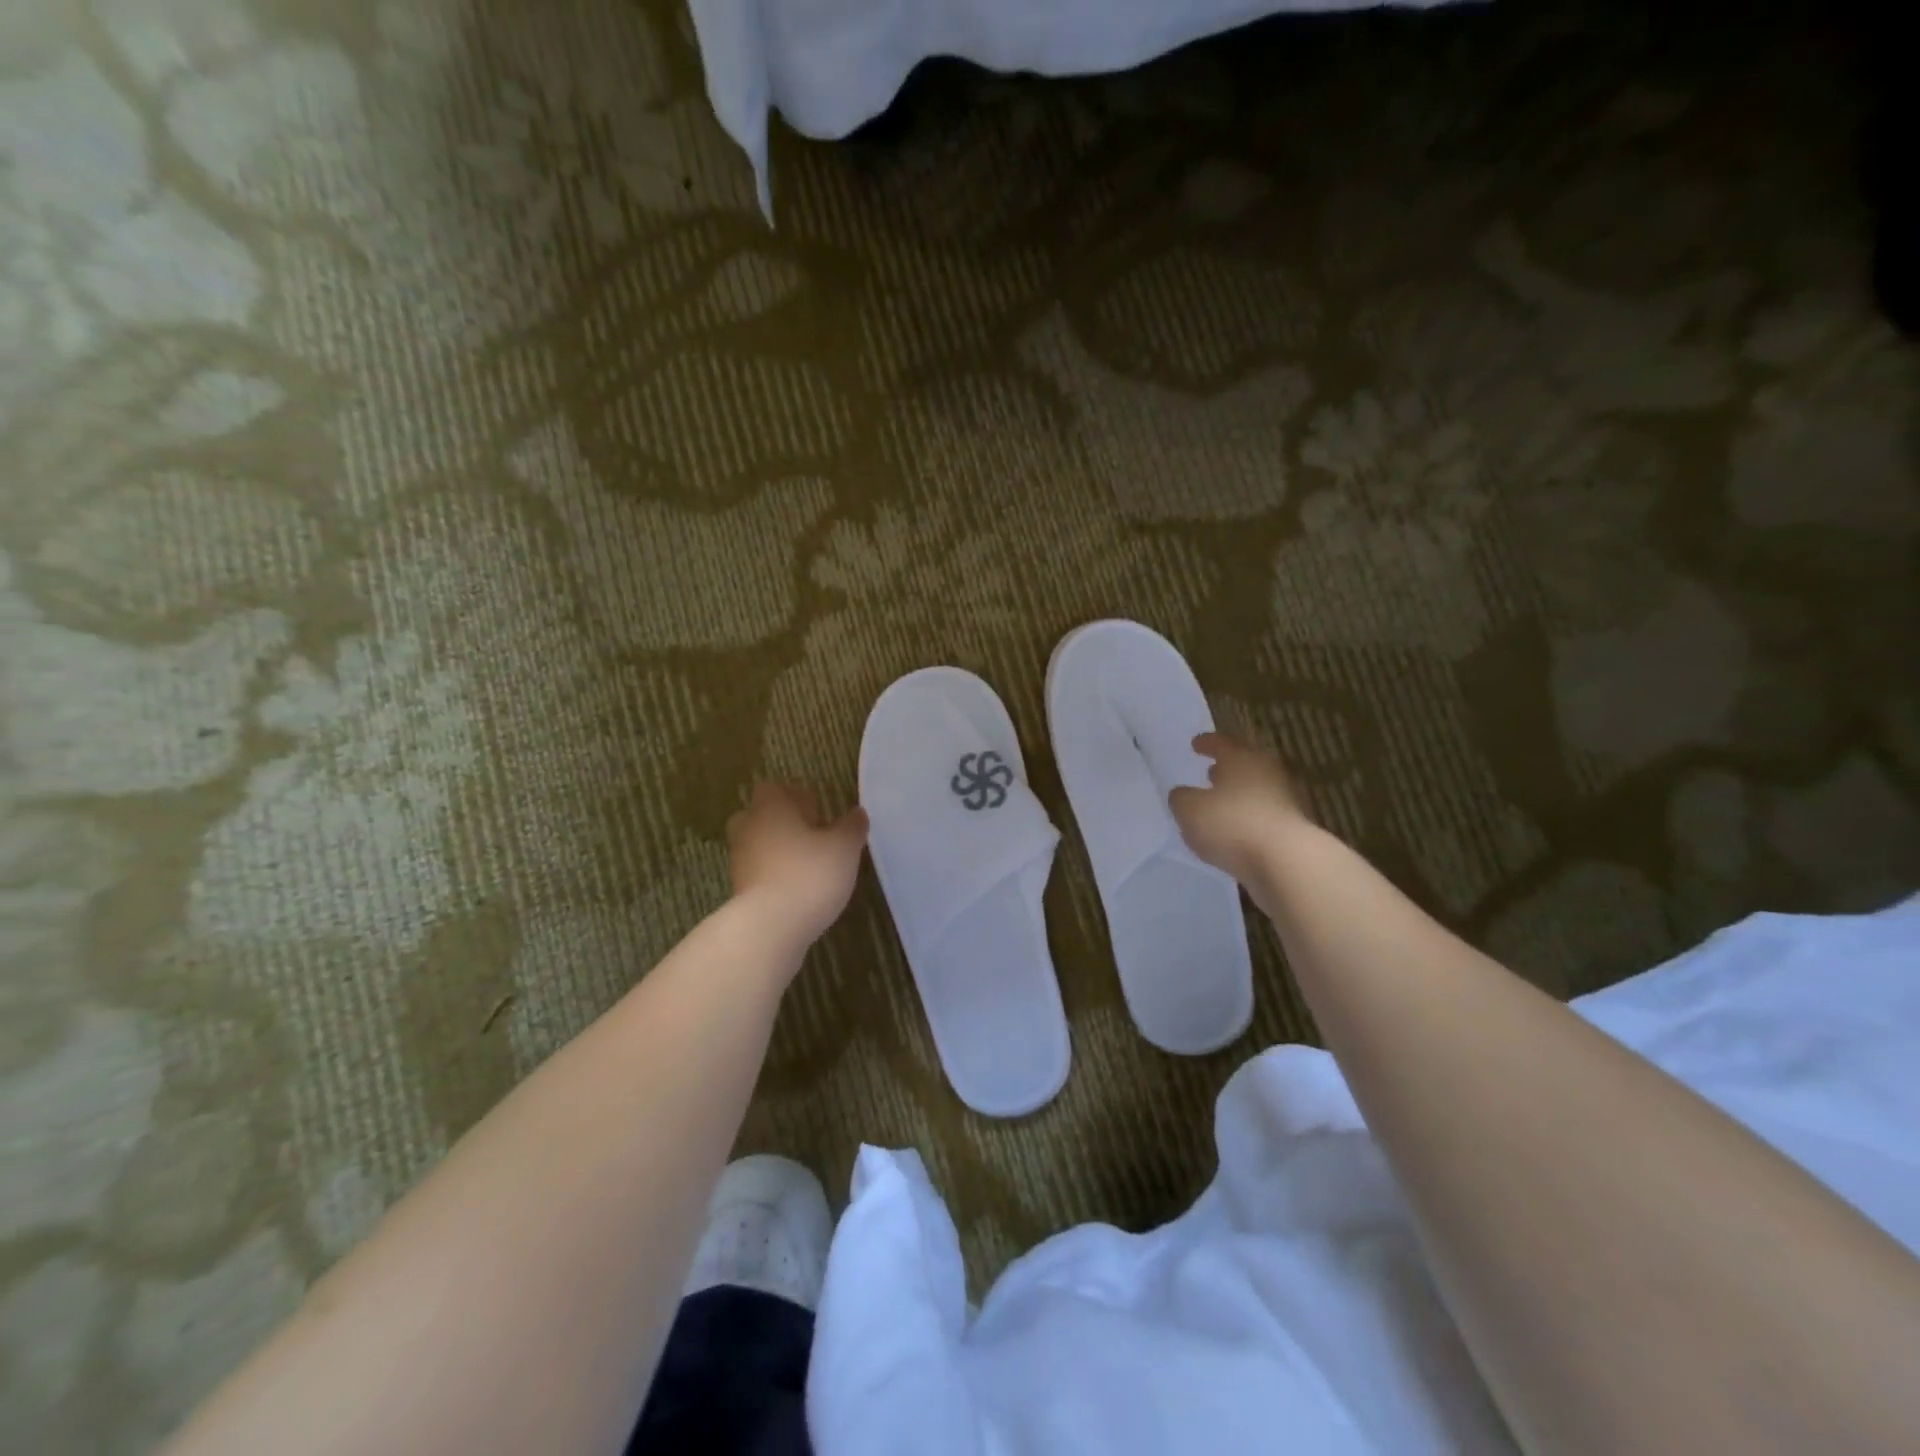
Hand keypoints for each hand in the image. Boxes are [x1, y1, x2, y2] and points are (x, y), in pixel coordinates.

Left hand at [727, 783, 868, 945]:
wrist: (770, 927)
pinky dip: (773, 876)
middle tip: (811, 835)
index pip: (773, 789)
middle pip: (760, 816)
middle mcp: (748, 828)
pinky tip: (797, 890)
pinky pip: (757, 873)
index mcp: (771, 808)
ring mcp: (739, 861)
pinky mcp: (739, 891)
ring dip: (778, 851)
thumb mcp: (844, 848)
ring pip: (757, 845)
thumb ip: (851, 827)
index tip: (817, 810)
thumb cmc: (810, 873)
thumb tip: (857, 813)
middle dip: (782, 822)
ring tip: (808, 866)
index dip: (794, 796)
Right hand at [1169, 732, 1313, 887]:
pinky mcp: (1292, 829)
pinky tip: (1234, 832)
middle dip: (1227, 768)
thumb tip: (1183, 794)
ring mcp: (1285, 801)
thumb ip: (1181, 798)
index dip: (1206, 743)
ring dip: (1238, 795)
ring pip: (1256, 790)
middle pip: (1245, 764)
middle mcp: (1267, 773)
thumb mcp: (1189, 809)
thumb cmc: (1232, 824)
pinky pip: (1263, 816)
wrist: (1286, 862)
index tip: (1195, 744)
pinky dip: (1248, 819)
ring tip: (1220, 805)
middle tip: (1211, 772)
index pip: (1221, 743)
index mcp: (1242, 758)